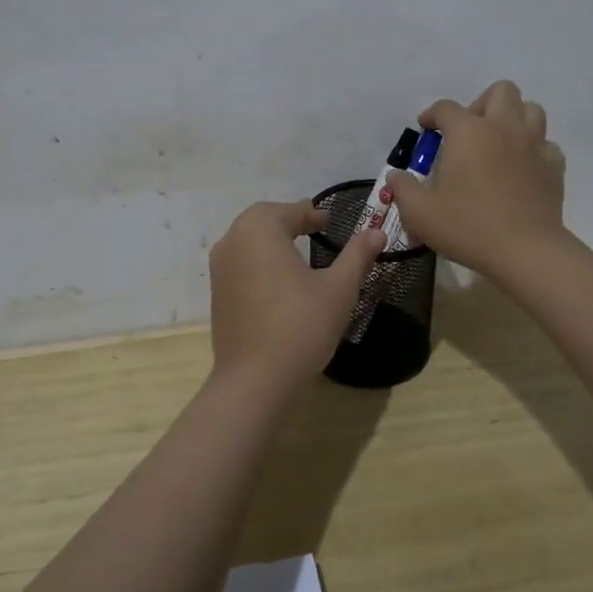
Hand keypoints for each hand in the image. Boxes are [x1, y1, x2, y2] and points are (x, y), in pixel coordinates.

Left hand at [208, 200, 383, 395]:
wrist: (255, 380)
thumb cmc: (301, 326)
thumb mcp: (339, 289)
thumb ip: (357, 255)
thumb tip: (376, 231)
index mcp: (260, 230)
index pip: (289, 211)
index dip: (311, 214)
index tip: (328, 222)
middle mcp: (233, 241)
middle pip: (262, 218)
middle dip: (288, 220)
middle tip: (313, 228)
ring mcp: (220, 268)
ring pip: (247, 239)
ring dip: (270, 238)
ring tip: (297, 251)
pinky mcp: (217, 293)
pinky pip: (239, 262)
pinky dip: (258, 259)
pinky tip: (278, 279)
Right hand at [386, 80, 567, 278]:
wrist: (525, 251)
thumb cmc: (467, 226)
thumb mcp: (419, 212)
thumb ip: (402, 189)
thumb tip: (395, 176)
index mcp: (467, 132)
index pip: (446, 108)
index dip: (432, 115)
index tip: (426, 129)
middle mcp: (503, 127)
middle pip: (500, 91)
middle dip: (482, 104)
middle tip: (469, 132)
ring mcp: (534, 145)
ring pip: (531, 110)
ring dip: (513, 119)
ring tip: (498, 143)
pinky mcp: (554, 166)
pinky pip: (545, 144)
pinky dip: (533, 150)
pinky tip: (522, 169)